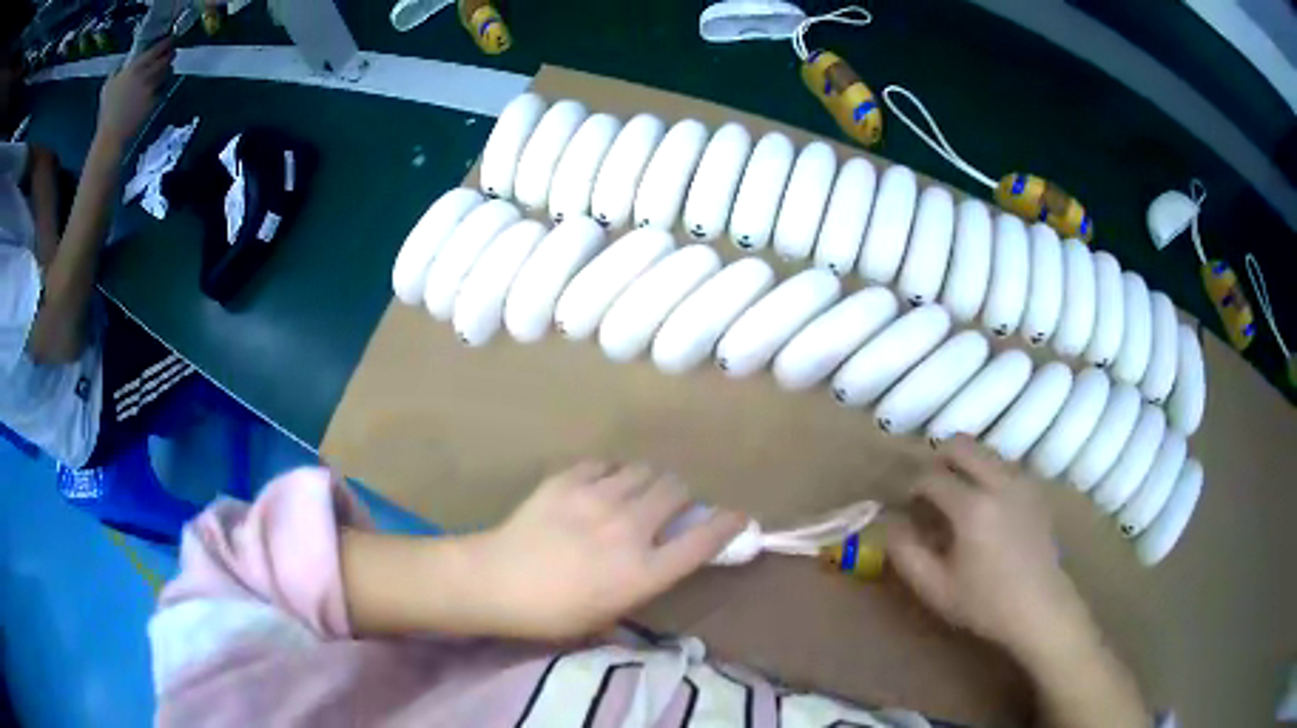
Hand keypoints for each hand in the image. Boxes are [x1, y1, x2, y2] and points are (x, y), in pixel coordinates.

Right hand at [97, 39, 173, 146]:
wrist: (111, 136)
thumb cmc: (107, 112)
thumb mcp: (108, 86)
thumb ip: (117, 71)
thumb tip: (124, 63)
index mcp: (134, 68)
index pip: (157, 48)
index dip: (166, 42)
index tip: (169, 40)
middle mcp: (144, 75)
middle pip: (166, 58)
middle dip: (170, 54)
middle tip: (171, 53)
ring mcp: (150, 89)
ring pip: (167, 72)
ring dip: (168, 68)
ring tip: (166, 68)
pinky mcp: (153, 102)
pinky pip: (163, 89)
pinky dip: (163, 85)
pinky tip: (159, 86)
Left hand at [467, 462, 746, 639]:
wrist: (494, 582)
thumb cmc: (551, 613)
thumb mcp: (606, 617)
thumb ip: (642, 589)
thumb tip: (660, 567)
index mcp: (643, 571)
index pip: (702, 539)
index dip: (727, 524)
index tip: (736, 517)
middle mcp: (630, 528)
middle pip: (677, 490)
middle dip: (680, 498)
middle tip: (666, 508)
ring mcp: (598, 498)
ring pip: (644, 470)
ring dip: (647, 482)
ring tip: (632, 495)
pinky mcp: (568, 480)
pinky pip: (605, 464)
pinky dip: (610, 474)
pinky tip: (597, 488)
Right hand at [885, 436, 1088, 659]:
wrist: (1040, 607)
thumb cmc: (985, 603)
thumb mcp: (935, 588)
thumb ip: (905, 554)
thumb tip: (890, 524)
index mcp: (972, 508)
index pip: (931, 477)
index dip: (912, 487)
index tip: (906, 505)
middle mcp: (999, 482)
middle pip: (961, 445)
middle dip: (938, 458)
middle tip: (929, 487)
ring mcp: (1021, 481)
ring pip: (985, 451)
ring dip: (964, 464)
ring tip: (956, 496)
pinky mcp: (1035, 488)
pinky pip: (1004, 465)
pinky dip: (986, 473)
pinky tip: (985, 505)